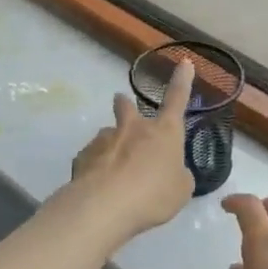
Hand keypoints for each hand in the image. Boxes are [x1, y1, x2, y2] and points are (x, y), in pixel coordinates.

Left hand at [64, 58, 195, 241]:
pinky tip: (98, 188)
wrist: (106, 206)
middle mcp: (134, 128)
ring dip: (111, 146)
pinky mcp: (83, 156)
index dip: (182, 81)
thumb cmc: (154, 195)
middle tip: (123, 109)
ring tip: (113, 173)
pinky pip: (92, 158)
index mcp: (164, 132)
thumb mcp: (180, 190)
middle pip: (126, 106)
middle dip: (124, 105)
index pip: (177, 100)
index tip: (184, 62)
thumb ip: (177, 176)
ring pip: (108, 135)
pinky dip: (96, 168)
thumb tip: (170, 171)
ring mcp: (105, 139)